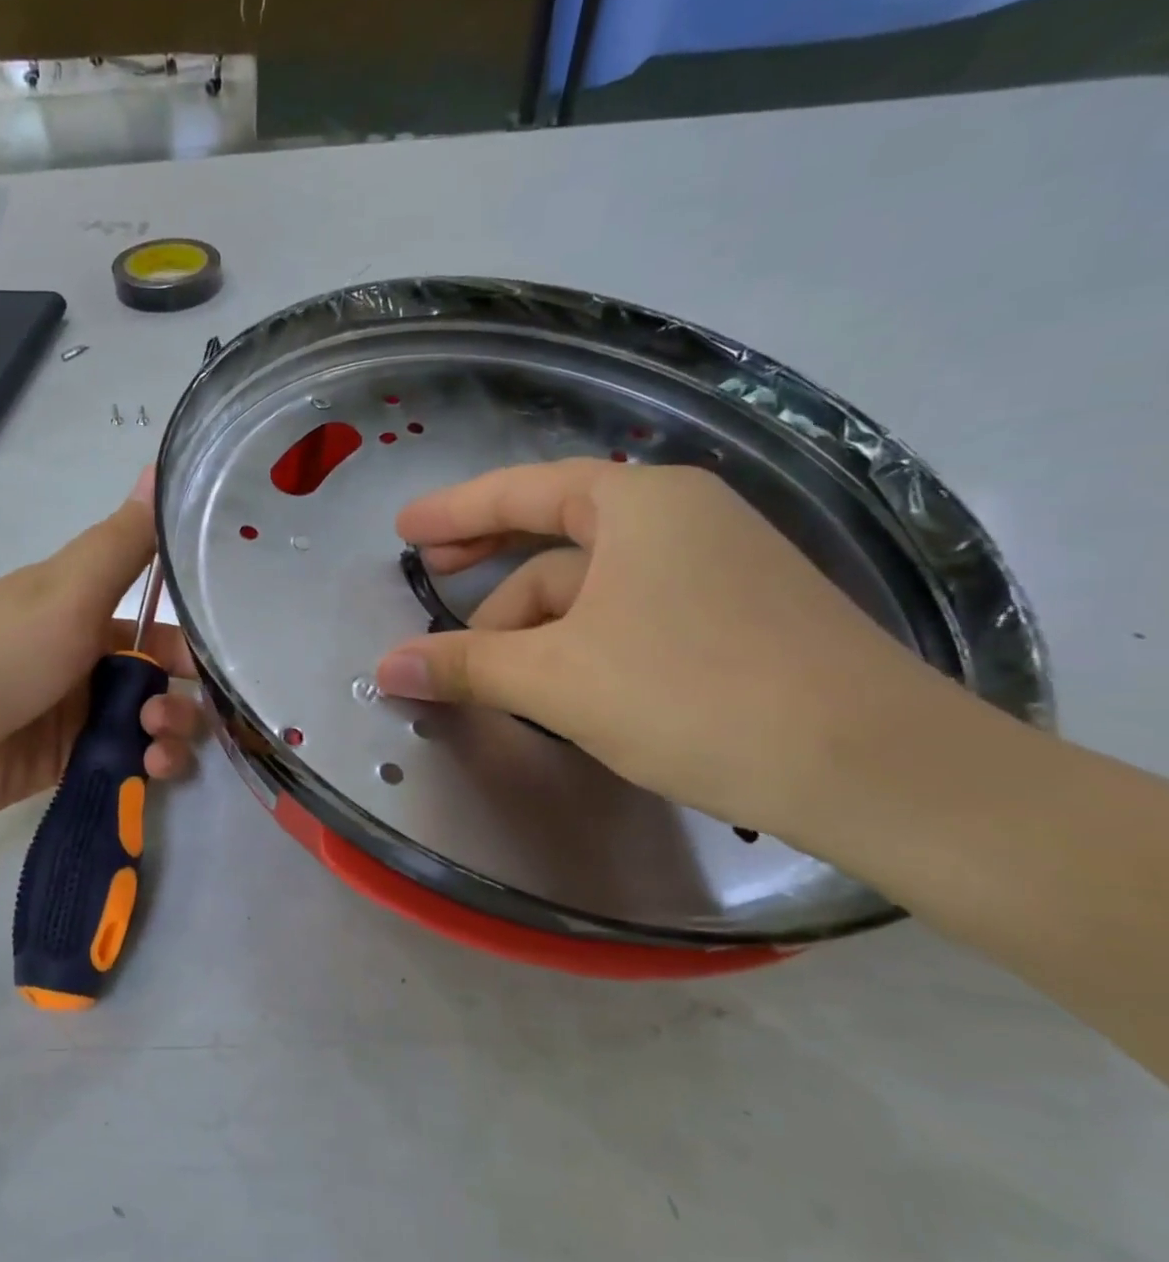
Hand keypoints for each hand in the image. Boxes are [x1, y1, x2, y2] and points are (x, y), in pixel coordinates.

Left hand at [0, 468, 201, 833]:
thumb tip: (162, 464)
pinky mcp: (68, 760)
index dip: (188, 633)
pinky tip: (150, 770)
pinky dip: (148, 765)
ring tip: (157, 750)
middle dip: (180, 693)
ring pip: (148, 719)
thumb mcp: (65, 592)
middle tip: (168, 717)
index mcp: (80, 605)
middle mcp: (82, 655)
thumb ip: (123, 542)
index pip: (155, 613)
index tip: (217, 657)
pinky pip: (126, 759)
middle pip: (157, 673)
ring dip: (170, 731)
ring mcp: (74, 711)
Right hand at [374, 459, 952, 835]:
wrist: (877, 770)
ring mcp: (716, 567)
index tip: (404, 530)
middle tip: (432, 577)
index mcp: (638, 505)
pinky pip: (628, 612)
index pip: (520, 491)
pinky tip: (558, 681)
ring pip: (592, 585)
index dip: (453, 510)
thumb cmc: (694, 696)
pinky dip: (578, 639)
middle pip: (555, 534)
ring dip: (532, 621)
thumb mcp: (557, 680)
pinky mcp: (736, 617)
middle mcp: (681, 518)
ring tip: (490, 669)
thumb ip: (464, 665)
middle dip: (488, 562)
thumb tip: (383, 667)